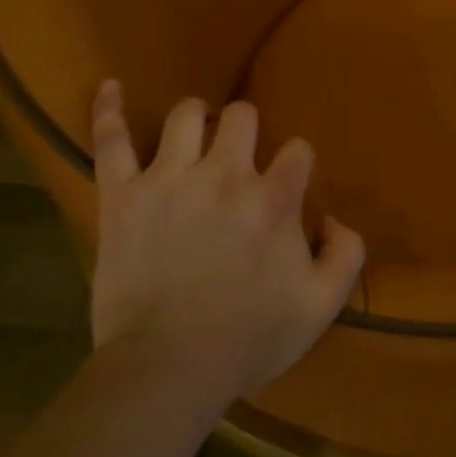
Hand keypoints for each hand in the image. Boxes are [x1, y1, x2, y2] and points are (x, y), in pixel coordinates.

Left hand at [89, 81, 364, 403]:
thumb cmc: (247, 339)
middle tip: (239, 159)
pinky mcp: (123, 194)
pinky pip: (110, 141)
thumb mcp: (320, 307)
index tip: (288, 186)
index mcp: (274, 198)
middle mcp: (225, 174)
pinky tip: (110, 87)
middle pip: (243, 116)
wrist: (166, 370)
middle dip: (247, 130)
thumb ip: (347, 255)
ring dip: (196, 119)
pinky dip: (108, 111)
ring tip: (195, 134)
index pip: (298, 151)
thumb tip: (337, 219)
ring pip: (186, 114)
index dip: (296, 165)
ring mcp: (169, 179)